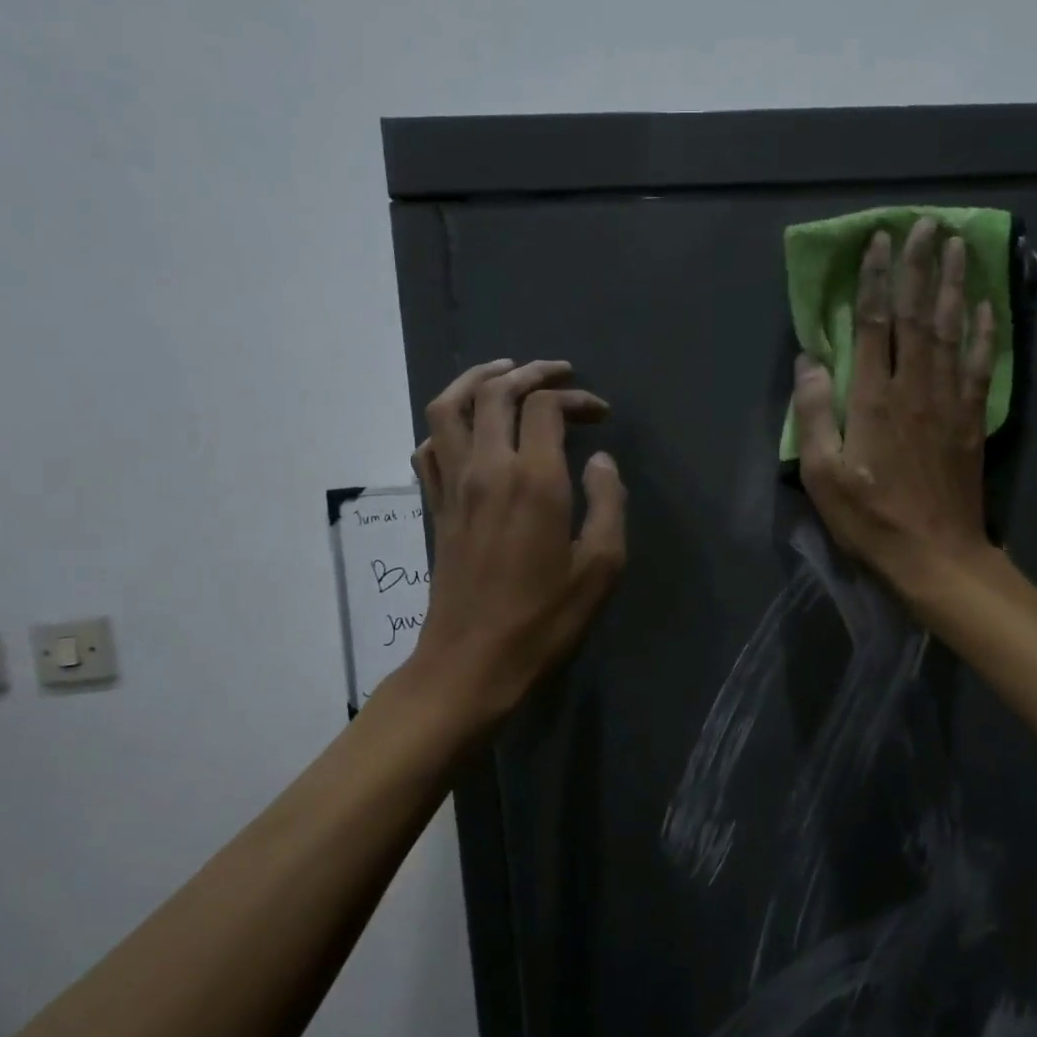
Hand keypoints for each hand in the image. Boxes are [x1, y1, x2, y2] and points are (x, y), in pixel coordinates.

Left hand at [408, 359, 627, 722]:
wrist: (472, 662)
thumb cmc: (544, 619)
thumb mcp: (601, 567)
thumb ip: (609, 504)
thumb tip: (600, 462)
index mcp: (532, 480)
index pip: (545, 407)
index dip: (575, 398)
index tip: (601, 415)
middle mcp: (486, 469)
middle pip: (495, 392)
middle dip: (530, 373)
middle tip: (559, 374)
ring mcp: (452, 486)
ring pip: (448, 407)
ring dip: (477, 381)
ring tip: (504, 376)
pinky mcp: (434, 506)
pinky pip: (428, 446)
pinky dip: (446, 424)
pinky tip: (468, 431)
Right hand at [792, 217, 999, 596]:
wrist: (935, 556)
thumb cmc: (870, 519)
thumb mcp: (822, 475)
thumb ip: (814, 414)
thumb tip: (809, 360)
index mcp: (874, 400)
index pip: (876, 325)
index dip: (877, 280)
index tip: (879, 242)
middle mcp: (916, 388)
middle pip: (919, 316)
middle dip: (920, 267)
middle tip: (925, 224)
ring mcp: (950, 402)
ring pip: (953, 330)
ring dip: (954, 285)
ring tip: (958, 246)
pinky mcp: (973, 420)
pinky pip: (982, 365)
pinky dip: (985, 331)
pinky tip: (987, 306)